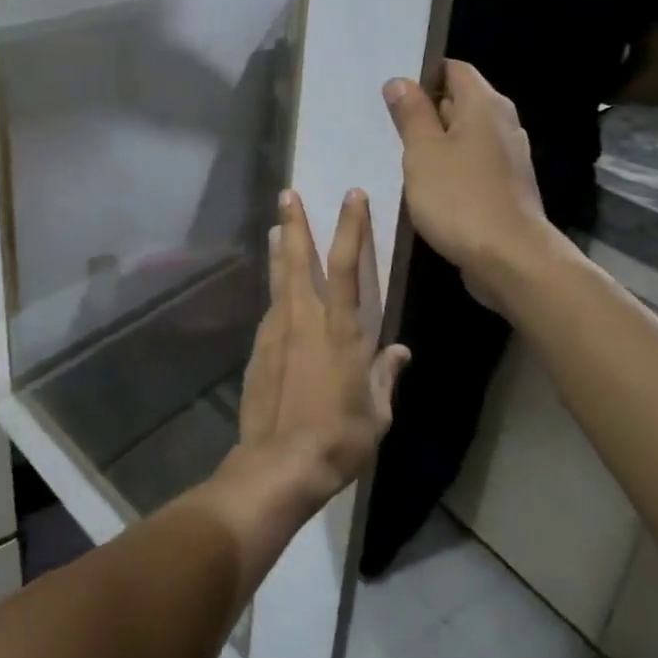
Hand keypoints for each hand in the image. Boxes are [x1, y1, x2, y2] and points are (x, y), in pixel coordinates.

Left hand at [234, 189, 410, 506]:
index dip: (351, 226)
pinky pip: (271, 312)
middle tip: (287, 193)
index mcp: (341, 330)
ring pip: (279, 280)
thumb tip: (399, 352)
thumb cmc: (339, 438)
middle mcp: (305, 320)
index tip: (351, 195)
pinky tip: (278, 297)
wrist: (280, 464)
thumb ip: (385, 376)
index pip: (347, 265)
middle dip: (294, 223)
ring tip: (275, 228)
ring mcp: (276, 332)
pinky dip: (276, 295)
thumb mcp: (377, 412)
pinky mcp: (258, 349)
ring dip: (279, 251)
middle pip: (298, 259)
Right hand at [383, 60, 563, 293]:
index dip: (423, 73)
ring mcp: (507, 156)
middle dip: (424, 108)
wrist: (510, 259)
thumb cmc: (460, 198)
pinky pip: (471, 161)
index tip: (391, 90)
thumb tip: (400, 81)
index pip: (453, 69)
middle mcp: (502, 122)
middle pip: (459, 100)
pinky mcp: (505, 185)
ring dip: (435, 141)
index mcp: (484, 105)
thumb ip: (411, 114)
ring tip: (398, 152)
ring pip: (464, 134)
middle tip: (386, 121)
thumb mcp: (423, 152)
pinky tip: (425, 183)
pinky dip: (449, 165)